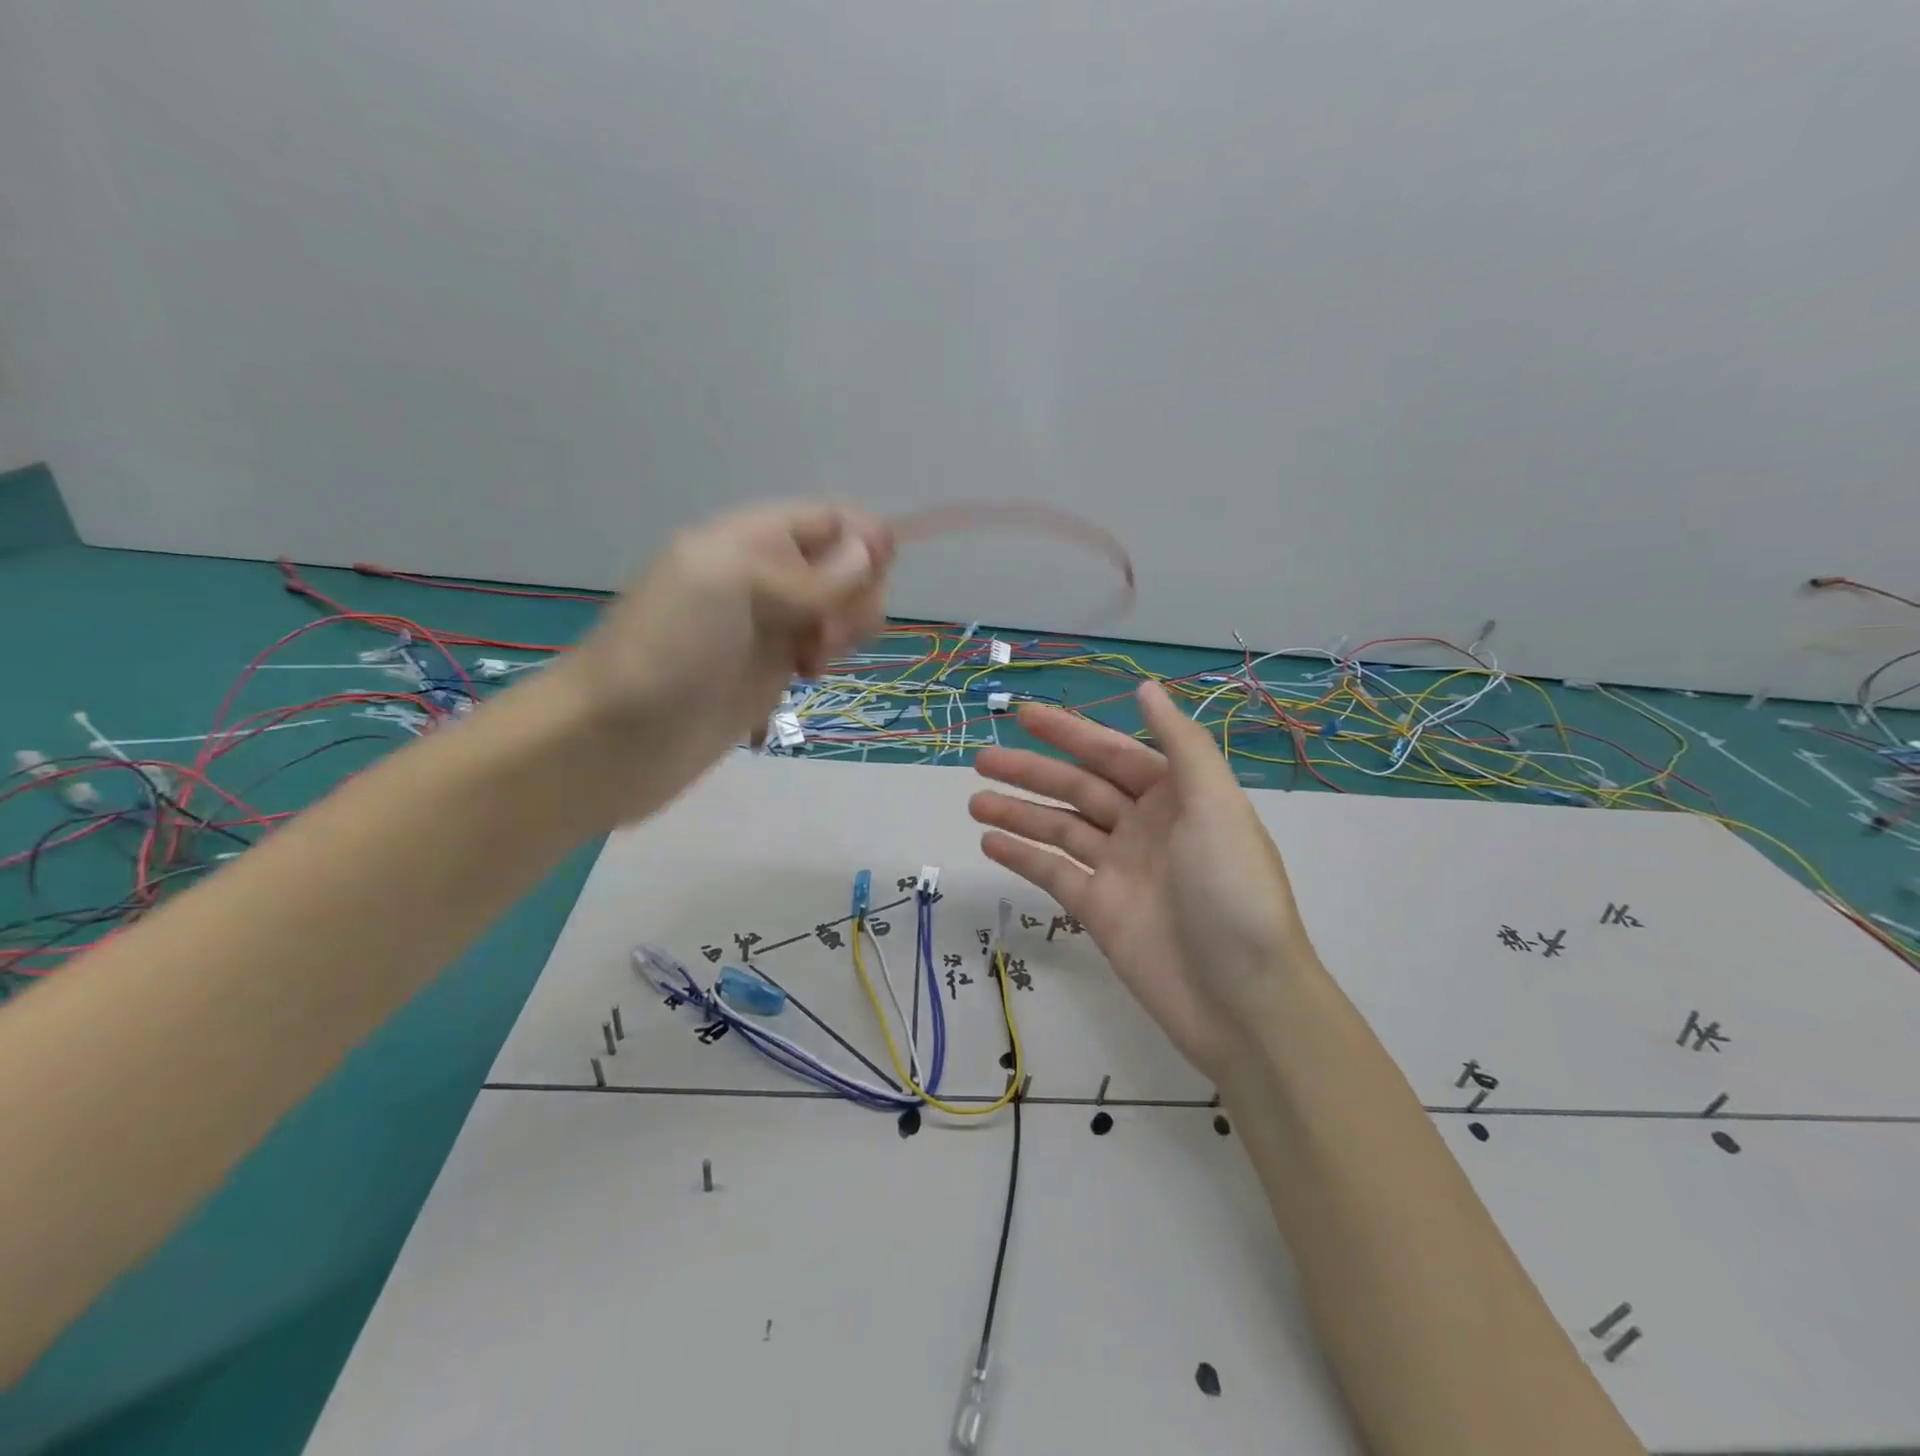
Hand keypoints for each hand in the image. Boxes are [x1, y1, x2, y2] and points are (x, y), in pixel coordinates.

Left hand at [552, 502, 892, 820]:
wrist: (618, 737)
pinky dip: (830, 654)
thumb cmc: (667, 648)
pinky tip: (809, 674)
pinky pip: (823, 646)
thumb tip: (871, 550)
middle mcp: (766, 574)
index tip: (877, 574)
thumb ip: (806, 571)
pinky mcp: (773, 669)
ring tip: (815, 658)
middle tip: (827, 630)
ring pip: (841, 607)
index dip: (863, 539)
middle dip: (856, 591)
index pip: (830, 519)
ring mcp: (771, 625)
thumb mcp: (730, 584)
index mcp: (750, 538)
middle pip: (845, 564)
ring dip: (847, 626)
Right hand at [969, 682, 1316, 1078]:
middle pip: (1078, 788)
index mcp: (1176, 796)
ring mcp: (1119, 870)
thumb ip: (1181, 744)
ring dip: (1018, 812)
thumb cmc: (1232, 890)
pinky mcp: (1099, 910)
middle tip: (981, 758)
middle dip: (1031, 771)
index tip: (1022, 714)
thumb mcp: (1217, 806)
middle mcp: (1145, 826)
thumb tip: (1145, 687)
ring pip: (1059, 829)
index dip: (1068, 732)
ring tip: (974, 801)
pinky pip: (1054, 873)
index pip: (1112, 753)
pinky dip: (1023, 857)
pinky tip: (990, 843)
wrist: (1241, 998)